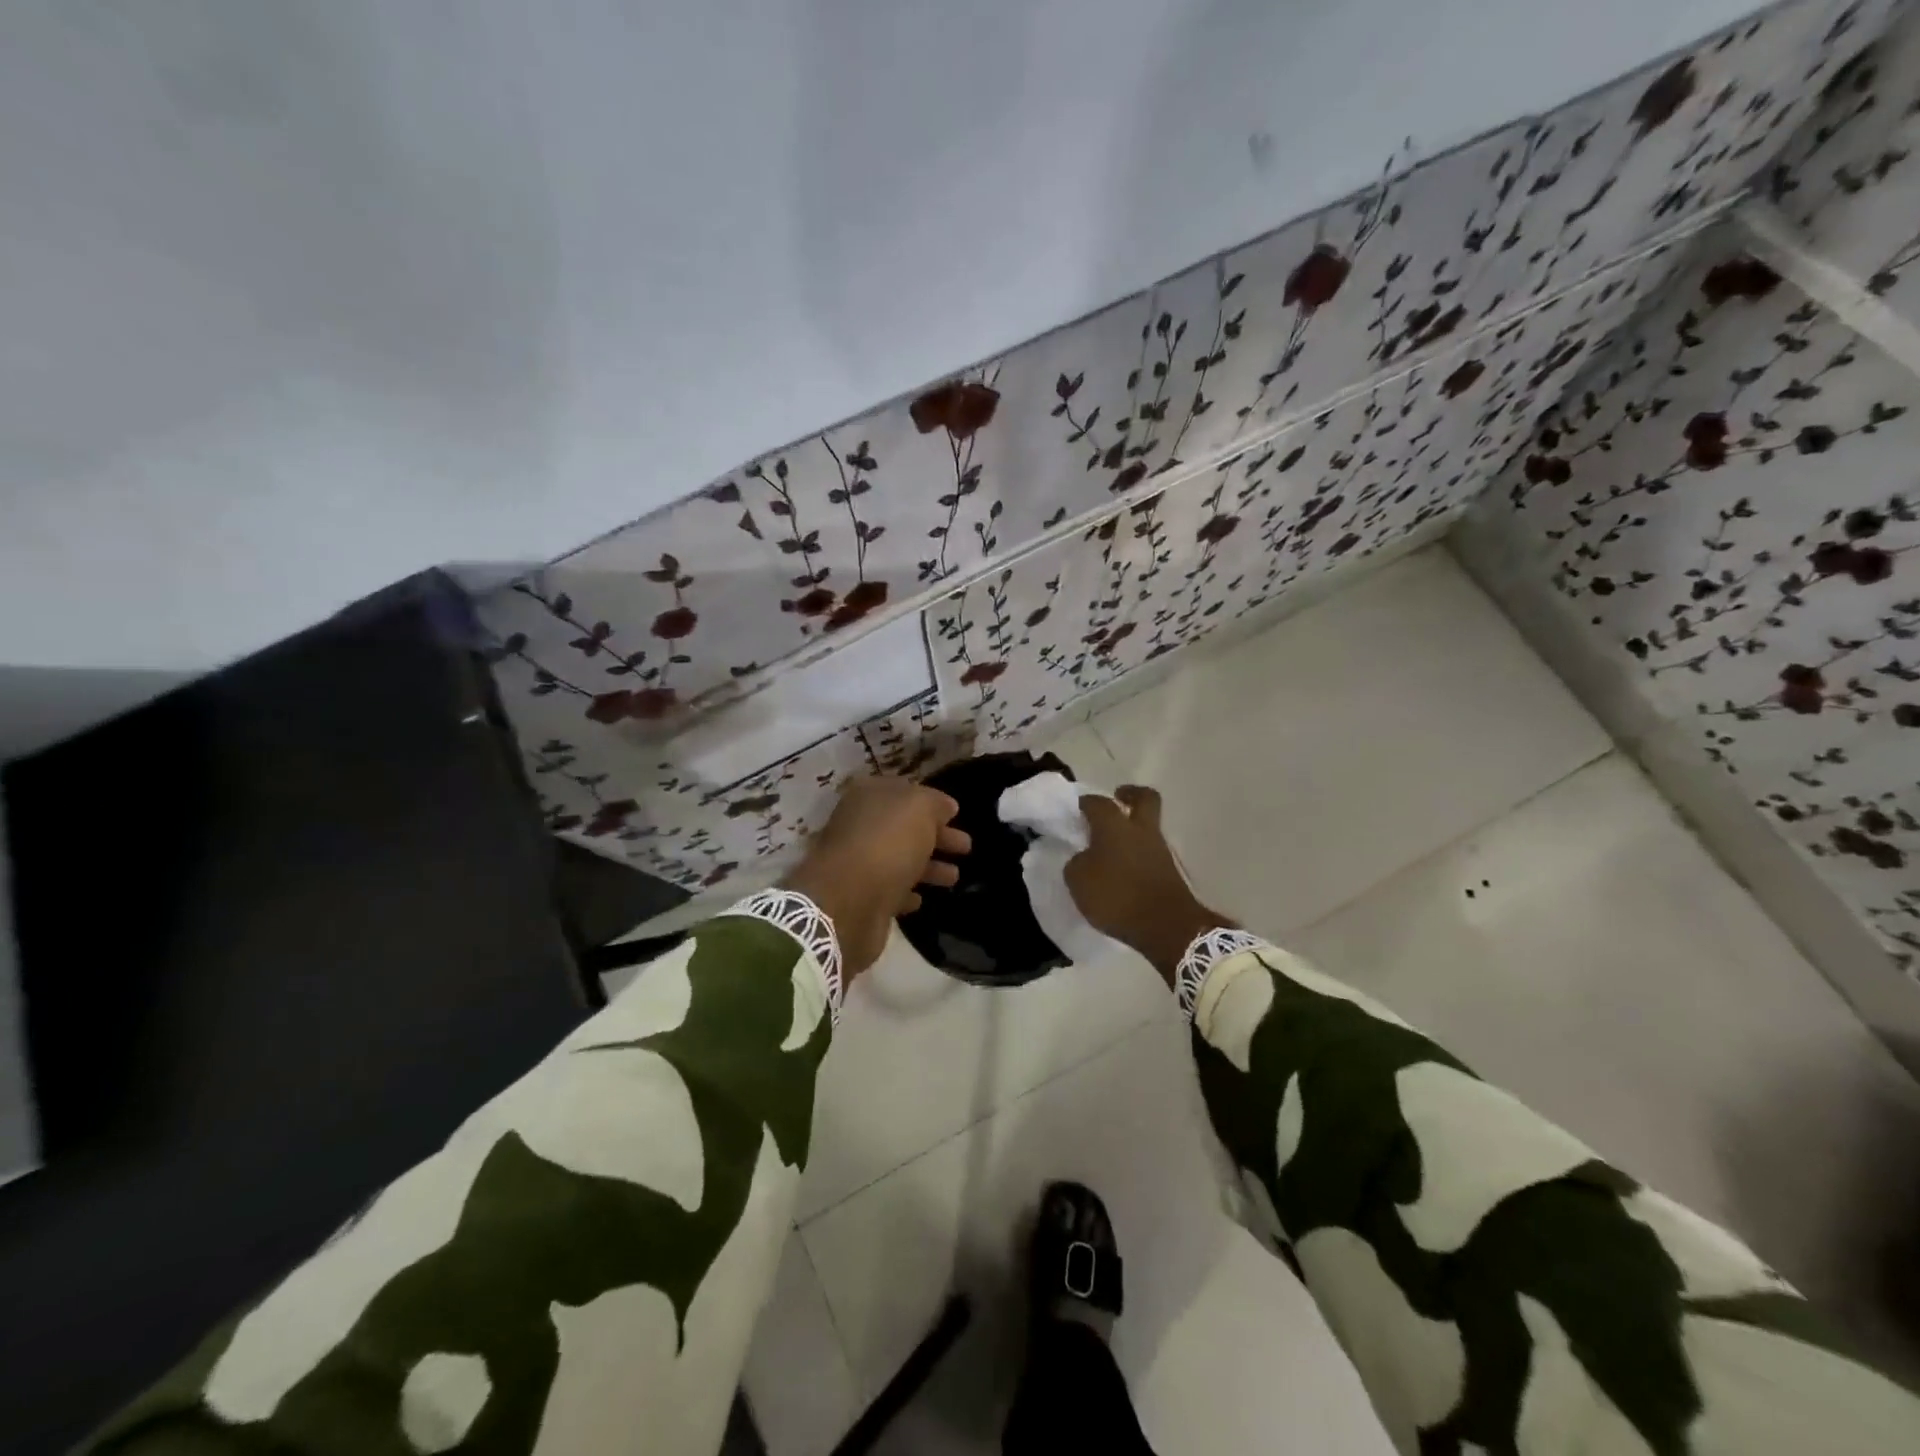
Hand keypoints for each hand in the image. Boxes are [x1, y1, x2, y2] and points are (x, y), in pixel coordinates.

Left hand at [783, 777, 971, 979]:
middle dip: (937, 836)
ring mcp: (859, 863)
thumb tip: (947, 807)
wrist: (848, 902)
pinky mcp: (862, 898)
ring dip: (928, 867)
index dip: (932, 803)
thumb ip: (935, 803)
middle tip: (966, 847)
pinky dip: (908, 893)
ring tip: (955, 876)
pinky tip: (922, 898)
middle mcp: (861, 826)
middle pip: (905, 828)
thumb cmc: (887, 843)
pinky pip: (891, 891)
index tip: (956, 815)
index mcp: (870, 797)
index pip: (906, 792)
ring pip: (901, 860)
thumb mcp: (919, 808)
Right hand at [1065, 785, 1232, 984]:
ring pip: (1148, 826)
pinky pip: (1151, 851)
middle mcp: (1140, 830)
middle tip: (1116, 801)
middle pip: (1143, 798)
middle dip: (1130, 794)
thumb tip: (1083, 858)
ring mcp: (1159, 849)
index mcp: (1114, 825)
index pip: (1098, 802)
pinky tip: (1123, 867)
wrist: (1166, 926)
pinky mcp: (1169, 871)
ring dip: (1134, 828)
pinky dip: (1138, 853)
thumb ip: (1077, 863)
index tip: (1077, 807)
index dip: (1086, 802)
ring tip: (1113, 844)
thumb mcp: (1079, 881)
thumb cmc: (1117, 896)